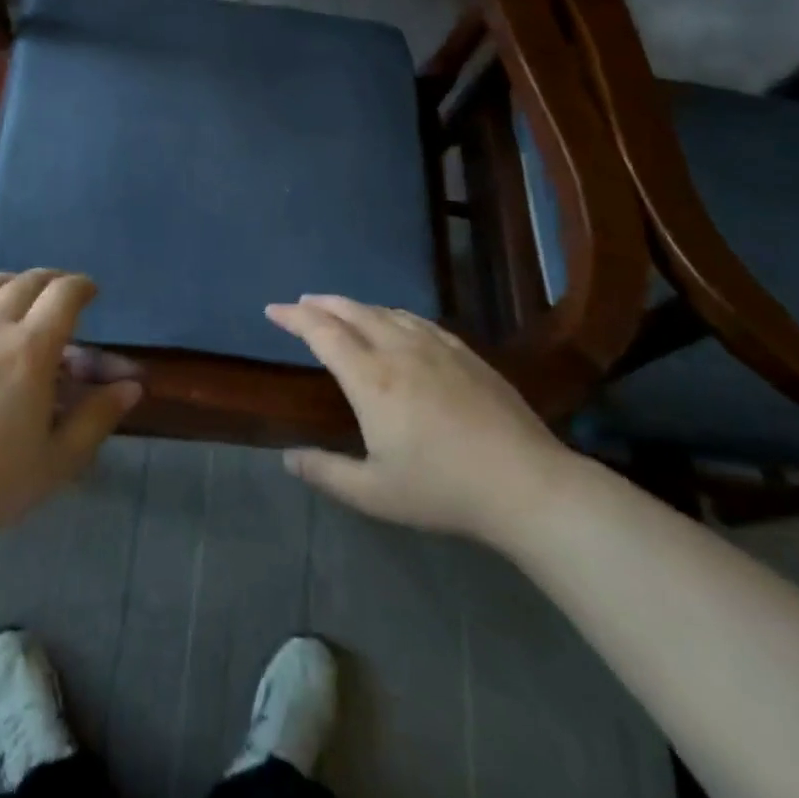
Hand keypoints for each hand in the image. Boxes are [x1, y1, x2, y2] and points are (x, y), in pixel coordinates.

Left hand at [0, 271, 140, 560]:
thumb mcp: (57, 461)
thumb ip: (97, 417)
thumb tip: (132, 386)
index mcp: (31, 350)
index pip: (64, 294)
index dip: (83, 286)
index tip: (91, 294)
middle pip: (28, 281)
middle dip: (53, 281)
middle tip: (62, 297)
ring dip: (15, 283)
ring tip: (22, 300)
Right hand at [267, 296, 583, 550]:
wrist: (525, 483)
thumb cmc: (443, 490)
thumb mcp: (375, 494)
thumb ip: (326, 473)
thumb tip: (287, 458)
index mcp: (371, 379)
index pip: (322, 333)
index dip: (294, 317)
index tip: (273, 309)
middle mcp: (398, 350)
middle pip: (352, 311)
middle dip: (321, 304)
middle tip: (301, 303)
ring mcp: (435, 347)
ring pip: (385, 312)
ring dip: (355, 305)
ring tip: (340, 309)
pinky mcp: (464, 352)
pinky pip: (417, 320)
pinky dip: (392, 314)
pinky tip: (394, 321)